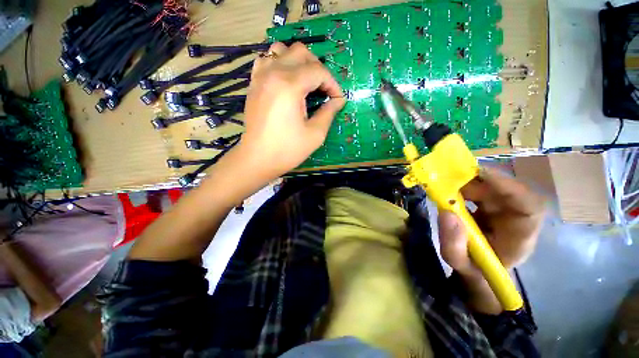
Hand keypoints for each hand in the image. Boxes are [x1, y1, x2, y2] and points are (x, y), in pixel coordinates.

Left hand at [237, 42, 345, 179]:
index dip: (333, 84)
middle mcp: (273, 73)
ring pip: (281, 50)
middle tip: (323, 89)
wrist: (258, 159)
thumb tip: (338, 101)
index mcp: (290, 85)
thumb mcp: (315, 134)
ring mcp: (260, 76)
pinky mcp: (254, 84)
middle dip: (318, 68)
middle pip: (301, 52)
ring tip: (305, 82)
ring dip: (298, 61)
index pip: (318, 71)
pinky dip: (280, 64)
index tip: (338, 99)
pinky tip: (286, 82)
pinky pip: (267, 60)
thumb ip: (329, 113)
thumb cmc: (288, 150)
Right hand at [438, 168, 545, 312]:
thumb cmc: (474, 270)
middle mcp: (517, 217)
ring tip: (443, 187)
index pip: (530, 206)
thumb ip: (453, 244)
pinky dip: (463, 184)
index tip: (479, 174)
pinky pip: (481, 187)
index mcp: (520, 236)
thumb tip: (446, 213)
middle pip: (506, 189)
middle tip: (446, 181)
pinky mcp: (492, 204)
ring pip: (492, 185)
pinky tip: (447, 189)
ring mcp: (505, 209)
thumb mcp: (459, 263)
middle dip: (476, 182)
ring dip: (466, 182)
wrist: (478, 270)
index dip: (509, 186)